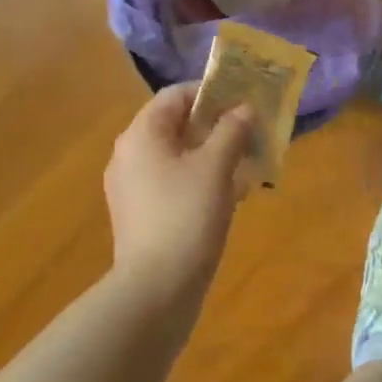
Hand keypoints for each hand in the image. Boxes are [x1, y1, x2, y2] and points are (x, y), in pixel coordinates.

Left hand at [104, 84, 254, 299]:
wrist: (156, 289)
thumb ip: (231, 130)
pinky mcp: (141, 214)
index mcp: (141, 135)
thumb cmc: (187, 215)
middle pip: (176, 125)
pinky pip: (173, 182)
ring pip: (177, 156)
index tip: (244, 101)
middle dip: (216, 125)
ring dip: (213, 153)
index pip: (175, 95)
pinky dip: (201, 179)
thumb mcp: (216, 167)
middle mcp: (130, 155)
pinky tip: (230, 194)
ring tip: (247, 163)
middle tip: (251, 131)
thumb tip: (243, 109)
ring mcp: (132, 187)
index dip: (211, 92)